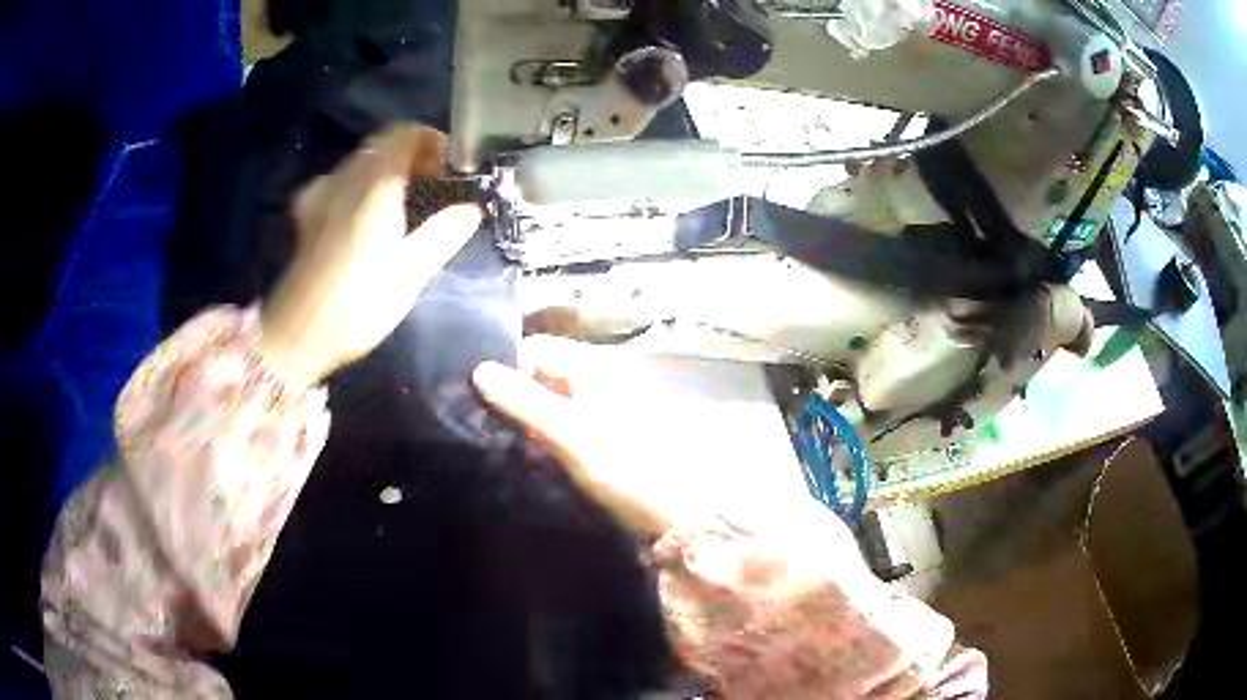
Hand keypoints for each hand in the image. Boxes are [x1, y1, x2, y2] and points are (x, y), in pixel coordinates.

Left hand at [261, 124, 481, 381]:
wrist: (300, 334)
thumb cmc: (360, 303)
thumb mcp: (414, 270)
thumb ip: (446, 230)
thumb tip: (472, 208)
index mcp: (376, 181)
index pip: (407, 133)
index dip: (434, 143)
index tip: (451, 172)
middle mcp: (346, 176)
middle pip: (383, 144)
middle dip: (413, 158)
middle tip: (433, 190)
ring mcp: (322, 192)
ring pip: (361, 162)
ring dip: (387, 172)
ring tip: (404, 206)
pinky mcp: (307, 212)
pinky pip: (340, 183)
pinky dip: (360, 187)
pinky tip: (365, 215)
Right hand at [472, 336, 692, 534]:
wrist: (672, 513)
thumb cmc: (622, 465)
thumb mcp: (569, 432)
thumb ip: (524, 401)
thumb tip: (478, 369)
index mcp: (594, 369)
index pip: (537, 349)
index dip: (506, 366)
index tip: (478, 395)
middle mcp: (599, 381)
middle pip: (543, 376)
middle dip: (514, 397)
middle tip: (484, 424)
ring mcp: (604, 411)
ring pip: (552, 404)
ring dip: (528, 422)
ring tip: (500, 445)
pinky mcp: (605, 439)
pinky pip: (565, 428)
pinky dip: (545, 439)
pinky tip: (530, 460)